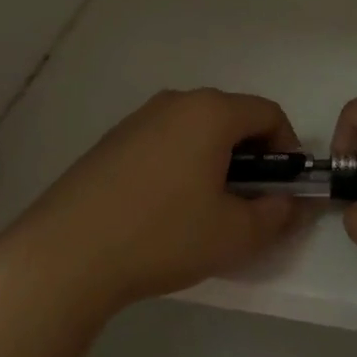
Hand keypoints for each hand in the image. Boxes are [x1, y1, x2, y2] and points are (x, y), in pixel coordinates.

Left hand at [0, 89, 304, 320]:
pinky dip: (182, 164)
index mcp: (210, 112)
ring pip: (196, 130)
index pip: (268, 113)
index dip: (288, 149)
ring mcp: (138, 119)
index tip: (283, 188)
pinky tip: (166, 209)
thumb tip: (290, 204)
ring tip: (206, 208)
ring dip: (216, 160)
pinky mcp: (111, 141)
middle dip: (252, 156)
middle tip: (249, 201)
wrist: (66, 254)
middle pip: (232, 117)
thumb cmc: (163, 235)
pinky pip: (165, 141)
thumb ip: (275, 216)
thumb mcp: (234, 235)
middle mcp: (176, 102)